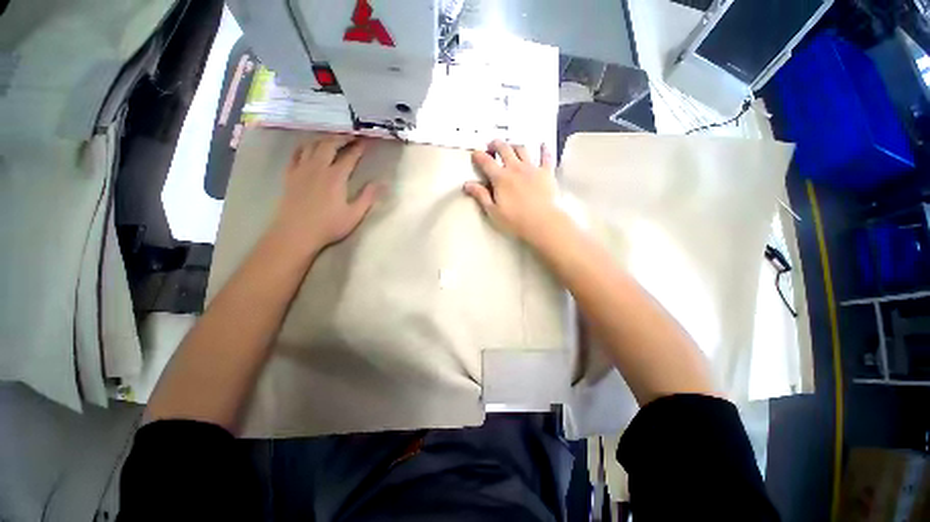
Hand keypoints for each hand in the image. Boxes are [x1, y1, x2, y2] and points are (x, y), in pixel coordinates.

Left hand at [270, 134, 379, 256]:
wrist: (295, 233)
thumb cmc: (328, 226)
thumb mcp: (354, 214)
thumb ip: (368, 197)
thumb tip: (382, 183)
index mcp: (336, 177)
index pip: (350, 157)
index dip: (359, 147)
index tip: (366, 141)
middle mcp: (318, 167)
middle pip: (329, 144)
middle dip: (341, 137)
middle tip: (351, 136)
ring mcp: (301, 169)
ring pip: (312, 145)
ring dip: (324, 139)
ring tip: (332, 138)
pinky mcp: (290, 175)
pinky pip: (296, 153)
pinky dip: (304, 146)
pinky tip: (308, 147)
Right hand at [464, 140, 563, 245]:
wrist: (542, 222)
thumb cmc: (515, 220)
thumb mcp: (493, 211)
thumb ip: (481, 195)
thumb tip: (468, 185)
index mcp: (500, 178)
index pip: (486, 162)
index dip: (479, 156)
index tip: (475, 155)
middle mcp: (515, 169)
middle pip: (504, 149)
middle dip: (496, 144)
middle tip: (492, 145)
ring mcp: (532, 169)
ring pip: (522, 149)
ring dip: (515, 146)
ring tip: (512, 147)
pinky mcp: (546, 173)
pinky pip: (546, 157)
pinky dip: (543, 150)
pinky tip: (543, 146)